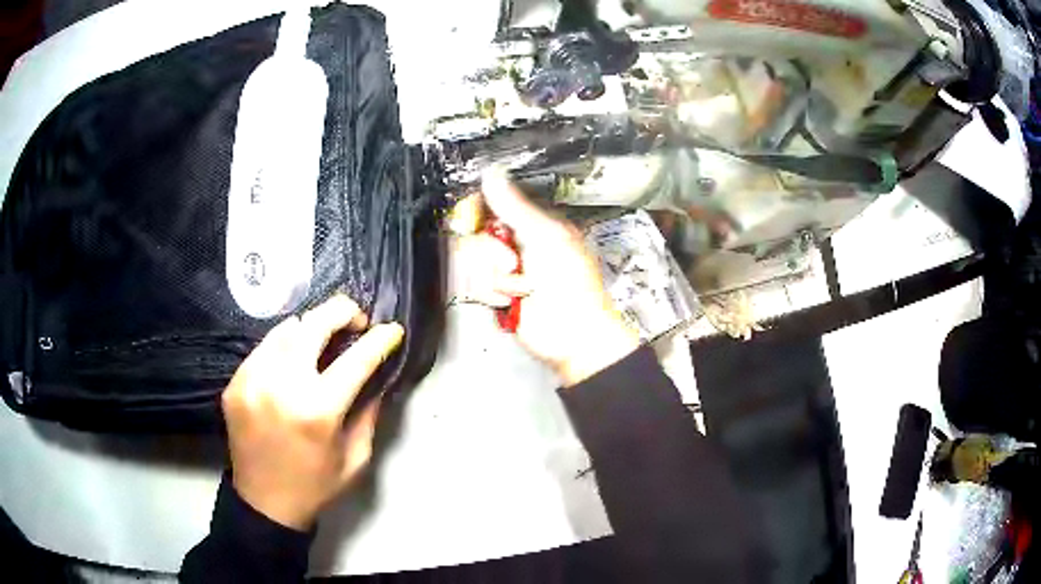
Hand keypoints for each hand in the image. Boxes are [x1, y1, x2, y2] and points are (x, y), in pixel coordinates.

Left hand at [222, 294, 403, 530]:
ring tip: (321, 341)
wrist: (264, 503)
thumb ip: (368, 412)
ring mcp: (252, 380)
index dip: (379, 340)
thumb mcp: (355, 456)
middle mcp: (281, 385)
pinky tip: (291, 364)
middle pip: (314, 324)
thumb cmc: (316, 485)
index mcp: (318, 410)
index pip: (356, 359)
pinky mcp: (235, 383)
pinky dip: (283, 348)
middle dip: (341, 311)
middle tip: (355, 320)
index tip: (392, 330)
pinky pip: (263, 348)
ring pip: (285, 329)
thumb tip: (376, 375)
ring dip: (310, 328)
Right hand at [458, 169, 638, 385]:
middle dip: (491, 254)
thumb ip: (514, 206)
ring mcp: (504, 270)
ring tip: (519, 287)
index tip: (474, 221)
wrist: (571, 333)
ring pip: (472, 262)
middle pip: (475, 235)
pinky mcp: (495, 294)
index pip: (491, 206)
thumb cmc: (572, 286)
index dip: (478, 213)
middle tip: (514, 263)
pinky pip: (473, 285)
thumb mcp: (545, 237)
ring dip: (494, 278)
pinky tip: (511, 300)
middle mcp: (515, 244)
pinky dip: (491, 294)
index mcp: (532, 224)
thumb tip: (492, 175)